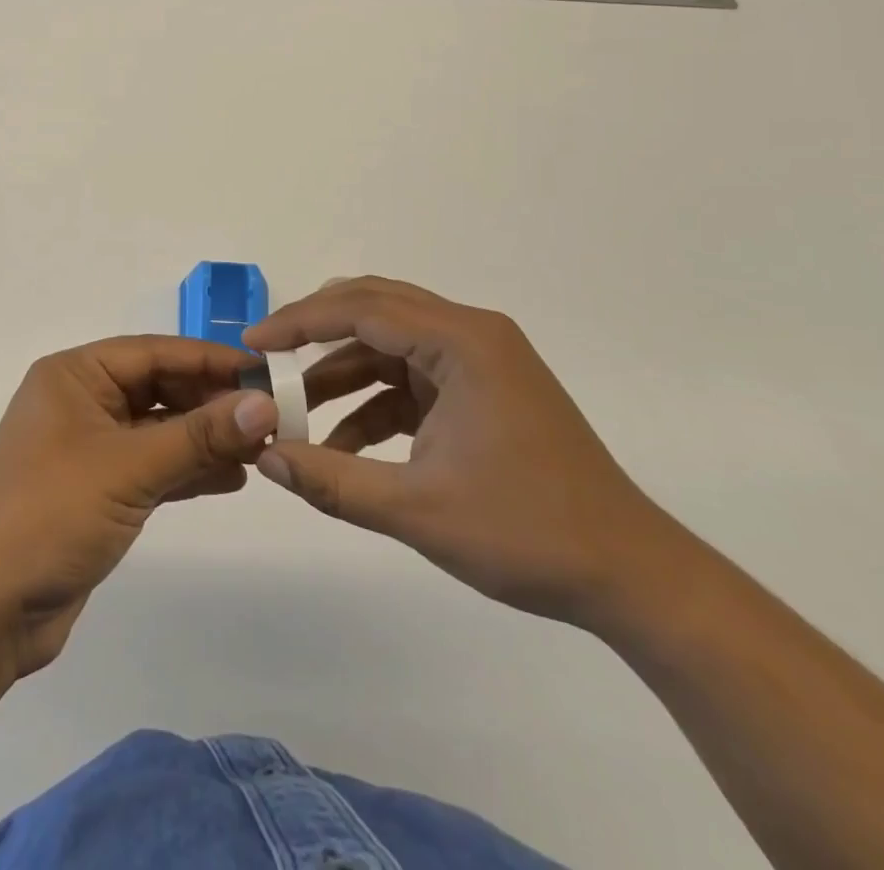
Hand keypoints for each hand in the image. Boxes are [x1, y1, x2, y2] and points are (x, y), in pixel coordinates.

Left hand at [0, 336, 277, 676]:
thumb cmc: (50, 514)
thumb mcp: (128, 467)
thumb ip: (199, 435)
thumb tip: (265, 404)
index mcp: (74, 376)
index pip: (153, 352)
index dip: (209, 360)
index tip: (265, 372)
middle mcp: (81, 402)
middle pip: (159, 388)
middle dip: (212, 402)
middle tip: (272, 418)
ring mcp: (88, 448)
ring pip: (160, 429)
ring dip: (206, 438)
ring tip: (263, 450)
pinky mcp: (97, 491)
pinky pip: (152, 466)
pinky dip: (188, 470)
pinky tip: (232, 479)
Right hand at [246, 277, 677, 626]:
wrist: (631, 576)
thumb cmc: (526, 532)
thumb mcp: (417, 510)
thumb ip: (332, 480)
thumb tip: (263, 458)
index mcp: (462, 342)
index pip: (362, 308)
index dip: (299, 322)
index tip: (253, 343)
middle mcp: (471, 335)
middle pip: (375, 309)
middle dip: (316, 333)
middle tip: (267, 358)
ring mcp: (480, 362)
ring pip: (390, 345)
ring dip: (343, 374)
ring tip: (296, 412)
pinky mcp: (483, 391)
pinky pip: (412, 379)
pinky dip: (375, 403)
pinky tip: (345, 444)